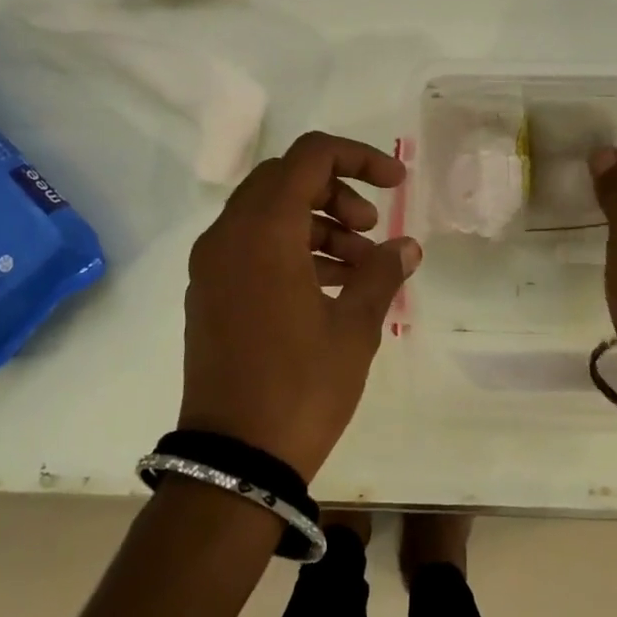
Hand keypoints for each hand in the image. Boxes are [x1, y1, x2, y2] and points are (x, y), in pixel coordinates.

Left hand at [180, 131, 421, 481]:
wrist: (232, 462)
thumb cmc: (300, 387)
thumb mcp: (354, 328)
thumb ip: (382, 273)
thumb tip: (407, 246)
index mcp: (264, 229)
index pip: (311, 155)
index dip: (359, 157)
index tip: (396, 183)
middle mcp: (229, 233)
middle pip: (286, 178)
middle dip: (337, 191)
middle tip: (372, 228)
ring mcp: (212, 263)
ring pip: (269, 212)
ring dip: (318, 223)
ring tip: (361, 266)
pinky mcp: (209, 291)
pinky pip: (252, 245)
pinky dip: (292, 247)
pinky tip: (329, 285)